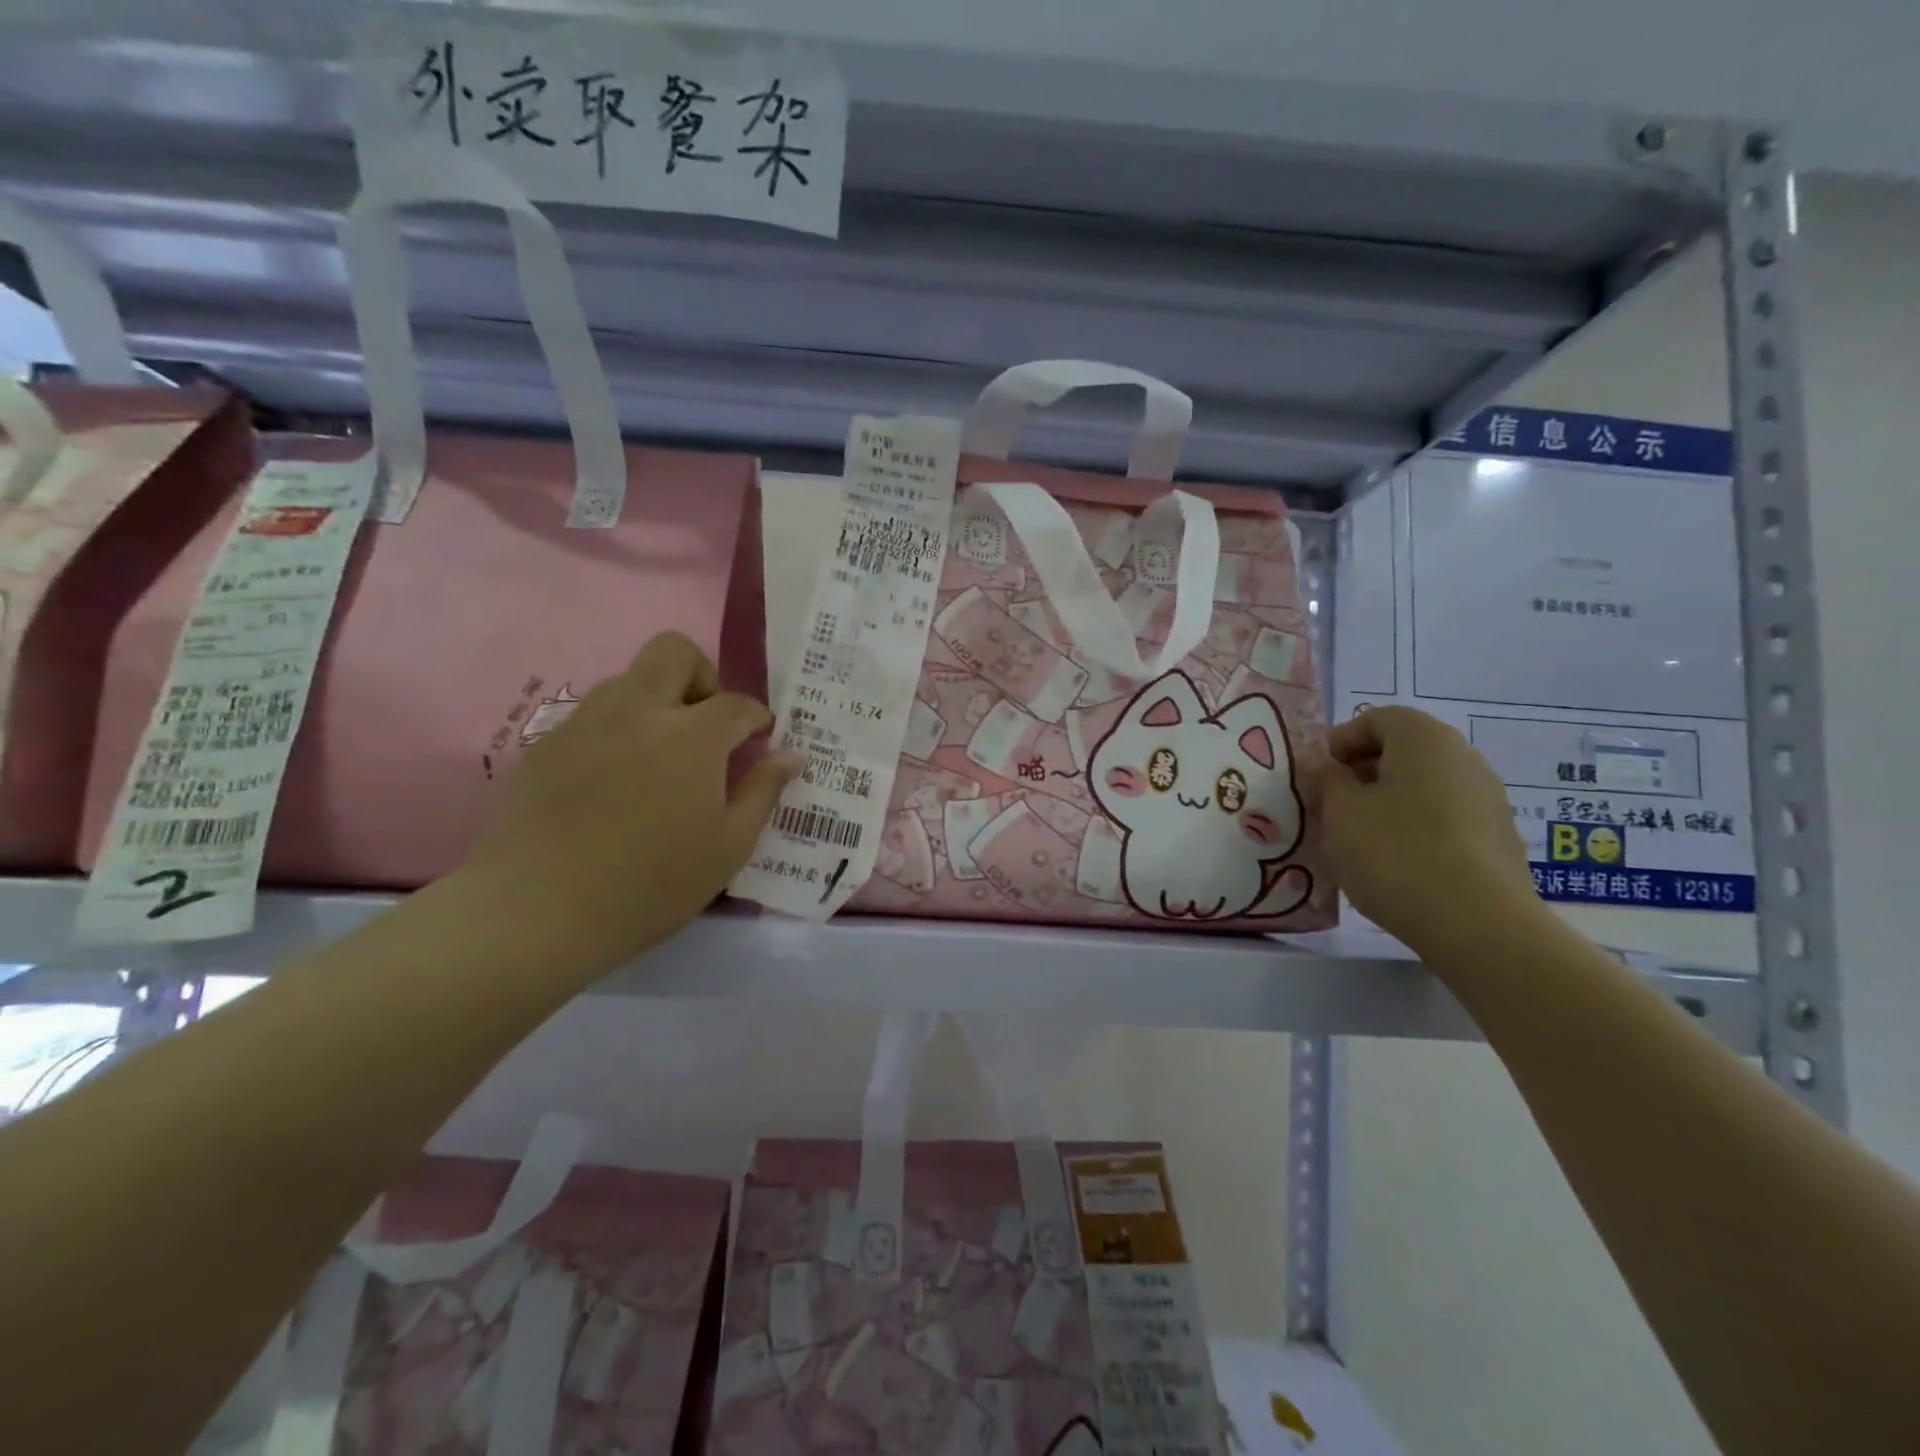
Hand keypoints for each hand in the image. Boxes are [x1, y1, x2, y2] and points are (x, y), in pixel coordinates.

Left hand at [456, 633, 800, 970]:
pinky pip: (592, 716)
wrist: (535, 911)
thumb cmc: (650, 885)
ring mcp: (585, 722)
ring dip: (657, 701)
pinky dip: (617, 731)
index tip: (759, 739)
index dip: (755, 717)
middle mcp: (638, 711)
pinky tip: (613, 783)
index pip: (736, 703)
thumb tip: (791, 755)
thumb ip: (763, 792)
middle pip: (674, 652)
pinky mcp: (545, 744)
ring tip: (660, 758)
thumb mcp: (727, 848)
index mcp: (691, 736)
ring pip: (628, 679)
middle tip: (706, 726)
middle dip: (702, 676)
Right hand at [1310, 706, 1540, 951]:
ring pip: (1422, 787)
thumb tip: (1320, 765)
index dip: (1339, 742)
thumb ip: (1325, 780)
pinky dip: (1414, 828)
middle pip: (1402, 751)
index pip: (1376, 719)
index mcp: (1424, 738)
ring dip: (1386, 803)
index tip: (1317, 777)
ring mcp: (1488, 799)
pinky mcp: (1498, 839)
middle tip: (1330, 807)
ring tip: (1358, 840)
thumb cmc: (1395, 852)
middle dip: (1361, 774)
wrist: (1477, 924)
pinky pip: (1444, 818)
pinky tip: (1395, 864)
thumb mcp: (1339, 812)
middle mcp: (1464, 758)